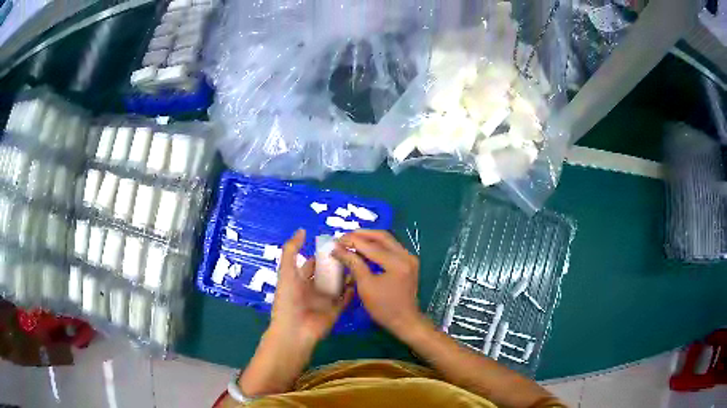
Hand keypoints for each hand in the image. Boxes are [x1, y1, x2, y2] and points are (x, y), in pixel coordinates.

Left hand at [271, 230, 352, 345]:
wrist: (295, 330)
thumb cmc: (288, 299)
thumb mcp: (287, 271)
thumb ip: (292, 250)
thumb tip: (302, 230)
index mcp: (299, 280)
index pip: (312, 263)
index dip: (322, 254)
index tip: (337, 243)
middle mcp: (313, 289)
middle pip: (327, 273)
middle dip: (337, 263)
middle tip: (353, 251)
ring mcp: (325, 301)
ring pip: (338, 285)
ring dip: (347, 275)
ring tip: (360, 262)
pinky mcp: (335, 311)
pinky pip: (346, 299)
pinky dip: (352, 291)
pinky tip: (361, 280)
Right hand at [333, 230, 423, 336]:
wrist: (405, 321)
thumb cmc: (384, 307)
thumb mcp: (365, 286)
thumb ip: (353, 264)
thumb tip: (338, 250)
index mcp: (397, 263)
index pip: (371, 246)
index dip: (352, 241)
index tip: (336, 241)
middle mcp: (406, 255)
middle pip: (382, 237)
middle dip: (362, 234)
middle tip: (344, 237)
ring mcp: (410, 258)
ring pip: (388, 240)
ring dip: (369, 238)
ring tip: (351, 240)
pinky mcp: (409, 262)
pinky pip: (392, 247)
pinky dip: (377, 245)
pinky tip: (365, 248)